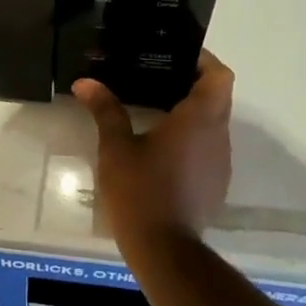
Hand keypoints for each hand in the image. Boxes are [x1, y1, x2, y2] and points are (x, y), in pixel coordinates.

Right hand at [73, 53, 234, 242]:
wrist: (165, 250)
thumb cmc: (141, 190)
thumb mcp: (116, 147)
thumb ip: (105, 110)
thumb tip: (85, 82)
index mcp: (200, 119)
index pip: (219, 75)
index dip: (203, 60)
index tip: (175, 55)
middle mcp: (218, 136)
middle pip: (217, 96)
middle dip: (190, 82)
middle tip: (155, 75)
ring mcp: (220, 161)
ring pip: (213, 123)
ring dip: (191, 111)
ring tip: (154, 105)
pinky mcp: (215, 183)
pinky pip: (208, 146)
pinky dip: (191, 137)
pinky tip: (161, 145)